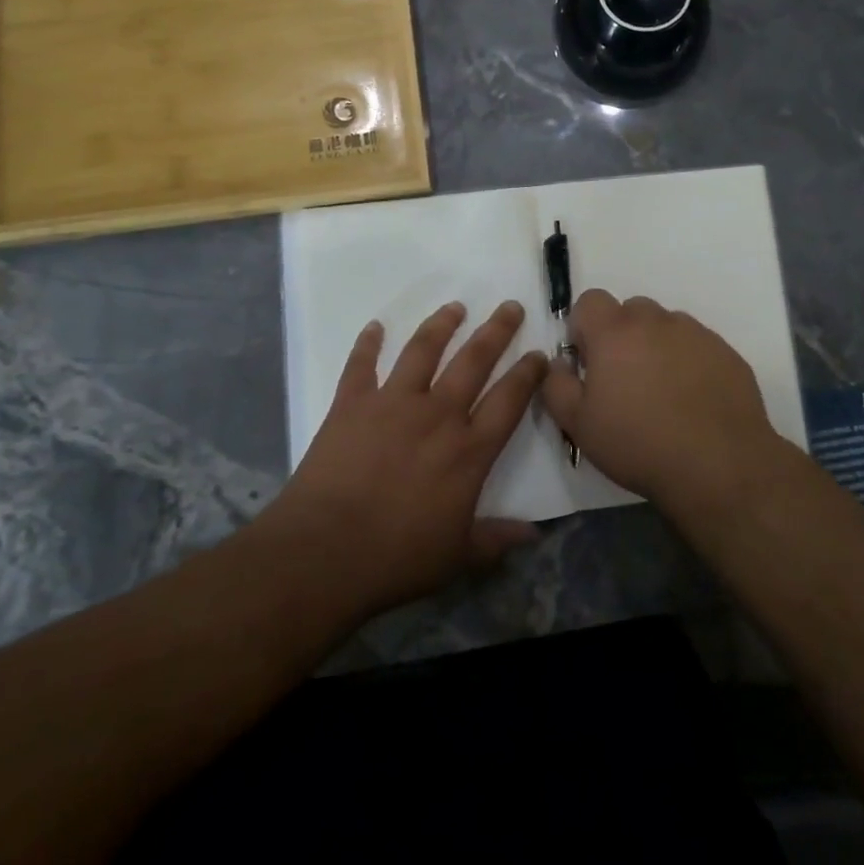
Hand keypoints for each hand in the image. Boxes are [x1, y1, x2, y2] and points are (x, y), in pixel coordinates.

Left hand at [266, 300, 546, 619]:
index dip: (528, 374)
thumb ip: (496, 538)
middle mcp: (437, 415)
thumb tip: (535, 533)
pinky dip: (367, 343)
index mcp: (468, 450)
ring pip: (423, 351)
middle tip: (510, 307)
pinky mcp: (351, 404)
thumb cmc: (396, 558)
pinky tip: (374, 327)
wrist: (324, 553)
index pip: (509, 400)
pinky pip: (361, 365)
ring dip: (441, 325)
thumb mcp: (457, 556)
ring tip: (455, 307)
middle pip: (474, 361)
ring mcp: (392, 403)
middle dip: (496, 331)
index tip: (539, 353)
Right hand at [540, 289, 782, 511]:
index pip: (590, 300)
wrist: (718, 467)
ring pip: (667, 326)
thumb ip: (556, 384)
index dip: (584, 328)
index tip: (589, 362)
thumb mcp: (578, 424)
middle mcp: (657, 321)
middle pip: (631, 310)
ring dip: (657, 346)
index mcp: (615, 331)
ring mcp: (697, 334)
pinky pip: (698, 346)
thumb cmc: (638, 444)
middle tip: (625, 380)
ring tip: (663, 393)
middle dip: (622, 336)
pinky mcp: (727, 353)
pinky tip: (693, 401)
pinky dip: (689, 362)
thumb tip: (559, 363)